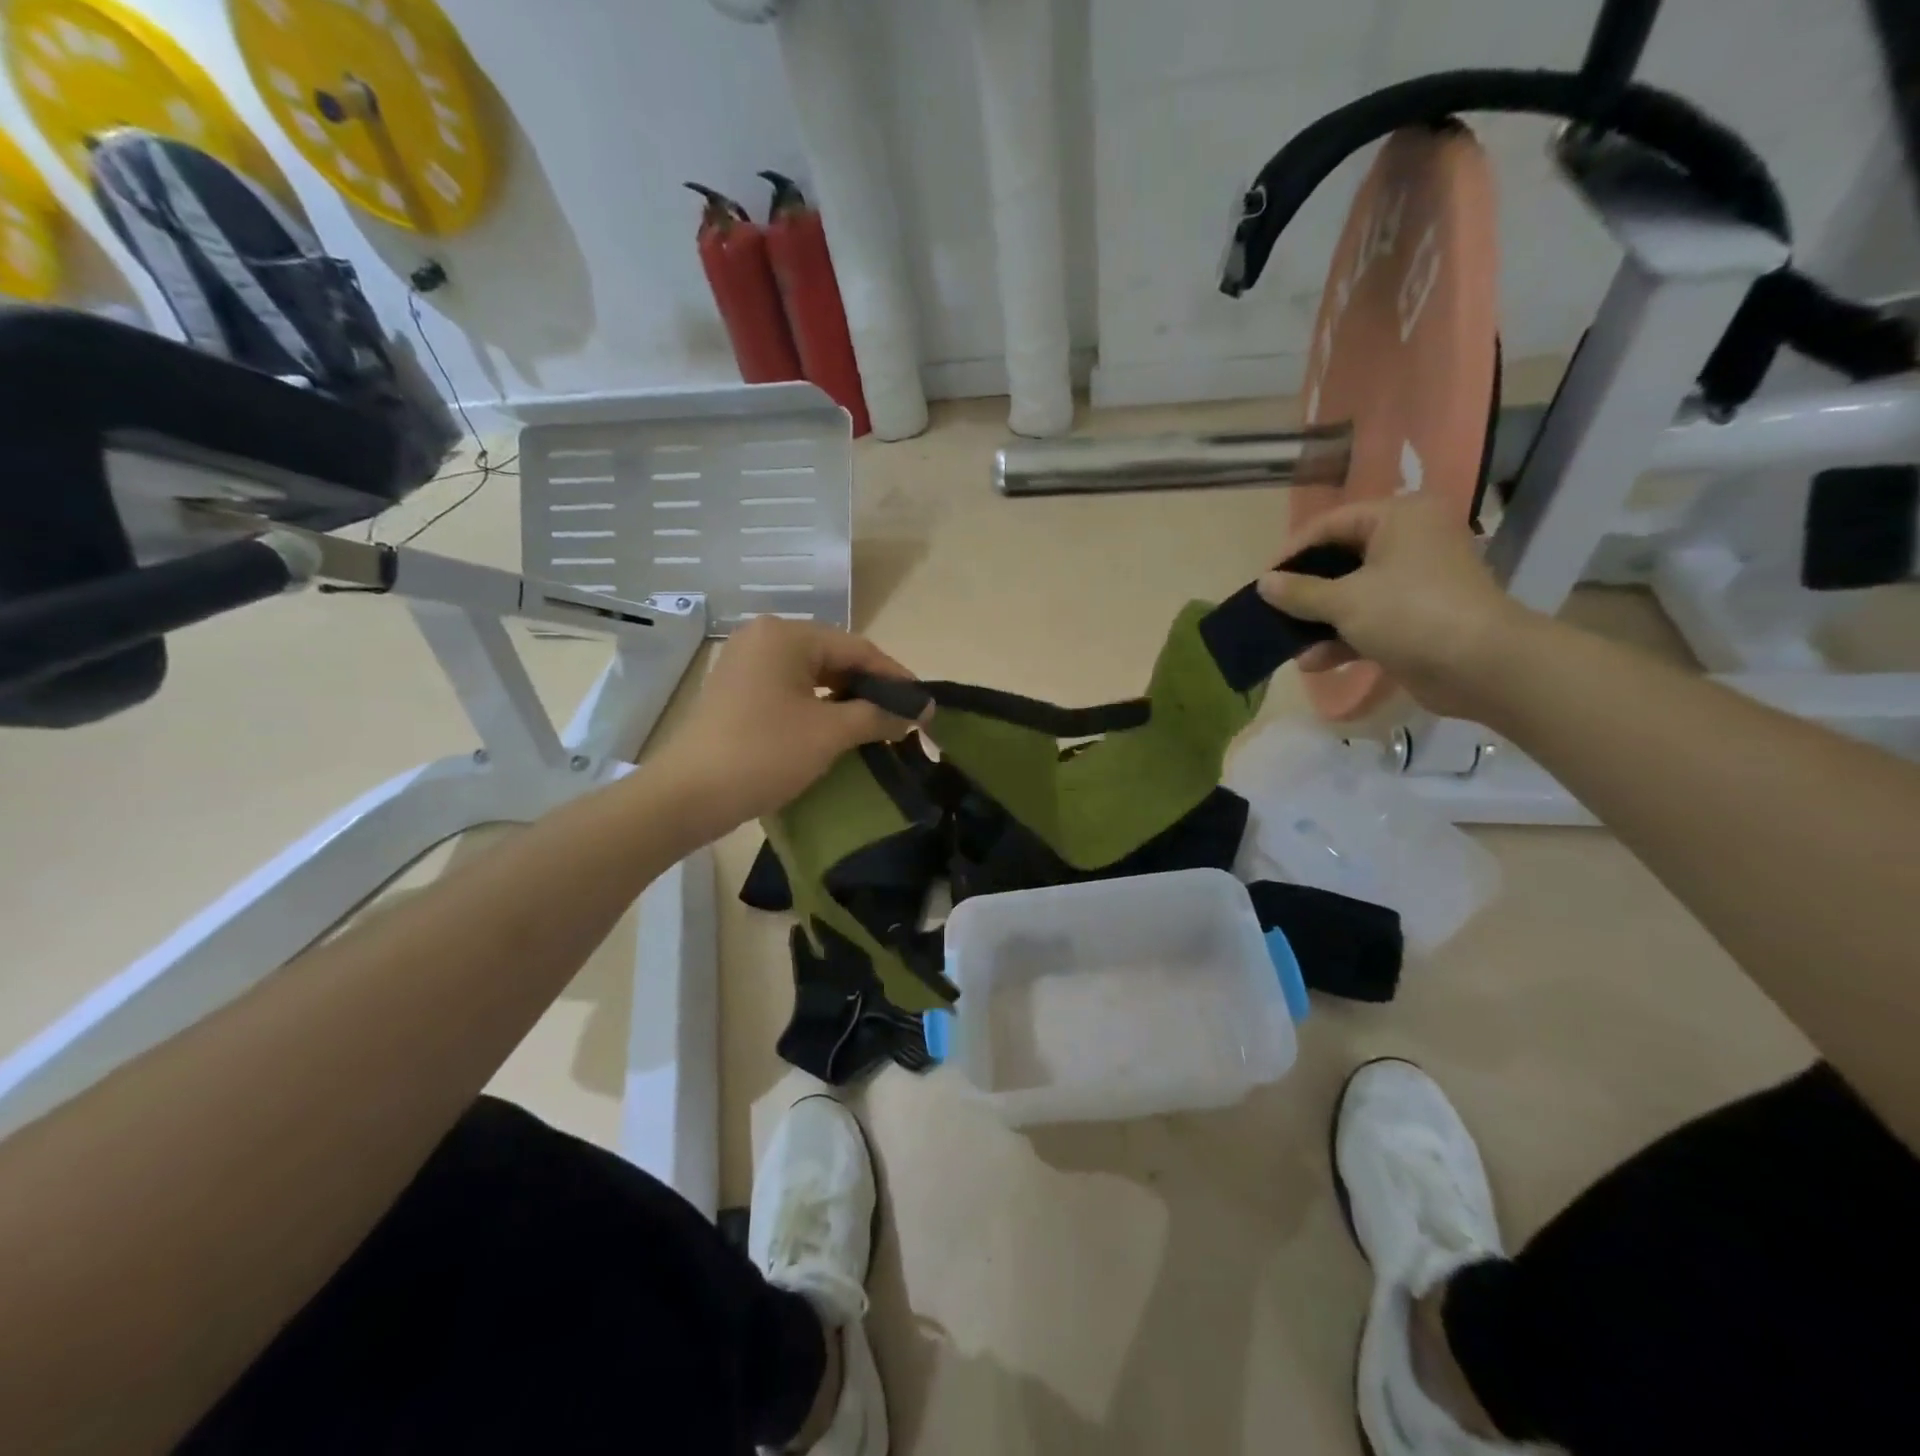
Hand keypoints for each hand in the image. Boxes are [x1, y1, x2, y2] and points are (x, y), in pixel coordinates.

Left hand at [649, 616, 921, 836]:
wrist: (687, 796)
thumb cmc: (763, 754)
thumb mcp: (829, 734)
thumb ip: (878, 715)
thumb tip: (919, 710)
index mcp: (785, 635)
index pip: (857, 648)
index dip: (895, 677)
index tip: (924, 704)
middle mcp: (763, 638)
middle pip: (834, 657)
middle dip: (871, 687)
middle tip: (903, 717)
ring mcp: (745, 664)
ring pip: (812, 675)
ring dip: (846, 699)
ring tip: (878, 725)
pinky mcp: (736, 691)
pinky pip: (790, 689)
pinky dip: (819, 706)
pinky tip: (839, 728)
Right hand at [1257, 493, 1534, 719]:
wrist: (1482, 666)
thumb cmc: (1411, 613)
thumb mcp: (1345, 601)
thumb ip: (1299, 592)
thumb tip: (1264, 583)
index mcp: (1399, 518)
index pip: (1332, 524)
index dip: (1293, 551)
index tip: (1263, 581)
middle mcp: (1409, 541)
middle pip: (1341, 560)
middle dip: (1305, 592)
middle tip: (1272, 610)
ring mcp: (1415, 582)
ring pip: (1352, 594)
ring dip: (1319, 621)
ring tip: (1290, 644)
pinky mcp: (1417, 618)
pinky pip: (1368, 621)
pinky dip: (1342, 639)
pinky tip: (1315, 662)